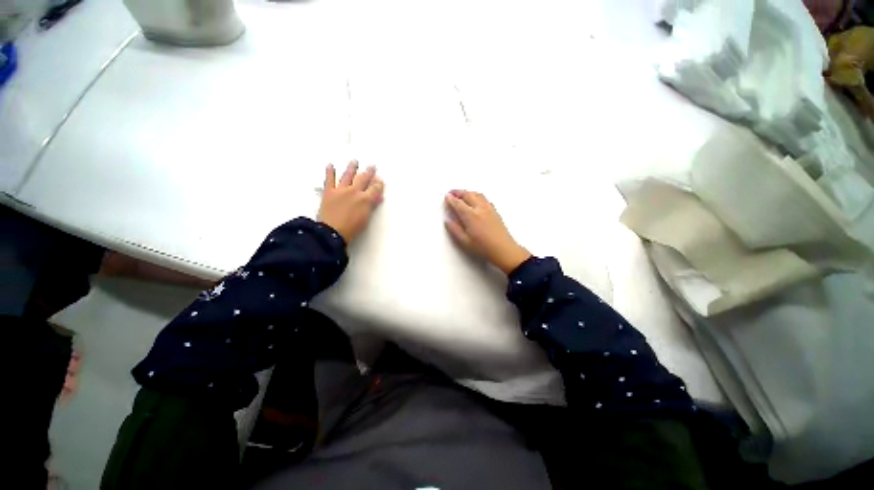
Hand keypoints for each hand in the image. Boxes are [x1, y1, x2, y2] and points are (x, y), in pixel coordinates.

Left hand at [317, 161, 384, 242]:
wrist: (332, 231)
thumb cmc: (351, 228)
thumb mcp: (366, 218)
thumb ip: (371, 206)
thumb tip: (377, 198)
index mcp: (365, 199)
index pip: (375, 189)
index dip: (378, 184)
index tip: (380, 180)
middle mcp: (354, 191)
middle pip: (363, 179)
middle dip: (369, 172)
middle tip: (372, 166)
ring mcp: (340, 190)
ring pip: (347, 176)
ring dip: (352, 168)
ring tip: (355, 161)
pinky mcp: (328, 192)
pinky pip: (329, 179)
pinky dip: (330, 172)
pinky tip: (330, 165)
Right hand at [444, 190, 530, 274]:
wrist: (504, 250)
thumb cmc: (485, 248)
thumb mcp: (464, 242)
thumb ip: (454, 229)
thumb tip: (448, 221)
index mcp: (471, 216)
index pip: (458, 203)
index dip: (450, 199)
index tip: (446, 197)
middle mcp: (480, 209)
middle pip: (467, 195)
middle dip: (458, 192)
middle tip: (451, 192)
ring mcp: (489, 209)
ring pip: (477, 194)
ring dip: (467, 192)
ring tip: (462, 194)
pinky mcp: (495, 211)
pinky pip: (484, 198)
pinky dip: (477, 195)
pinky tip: (476, 199)